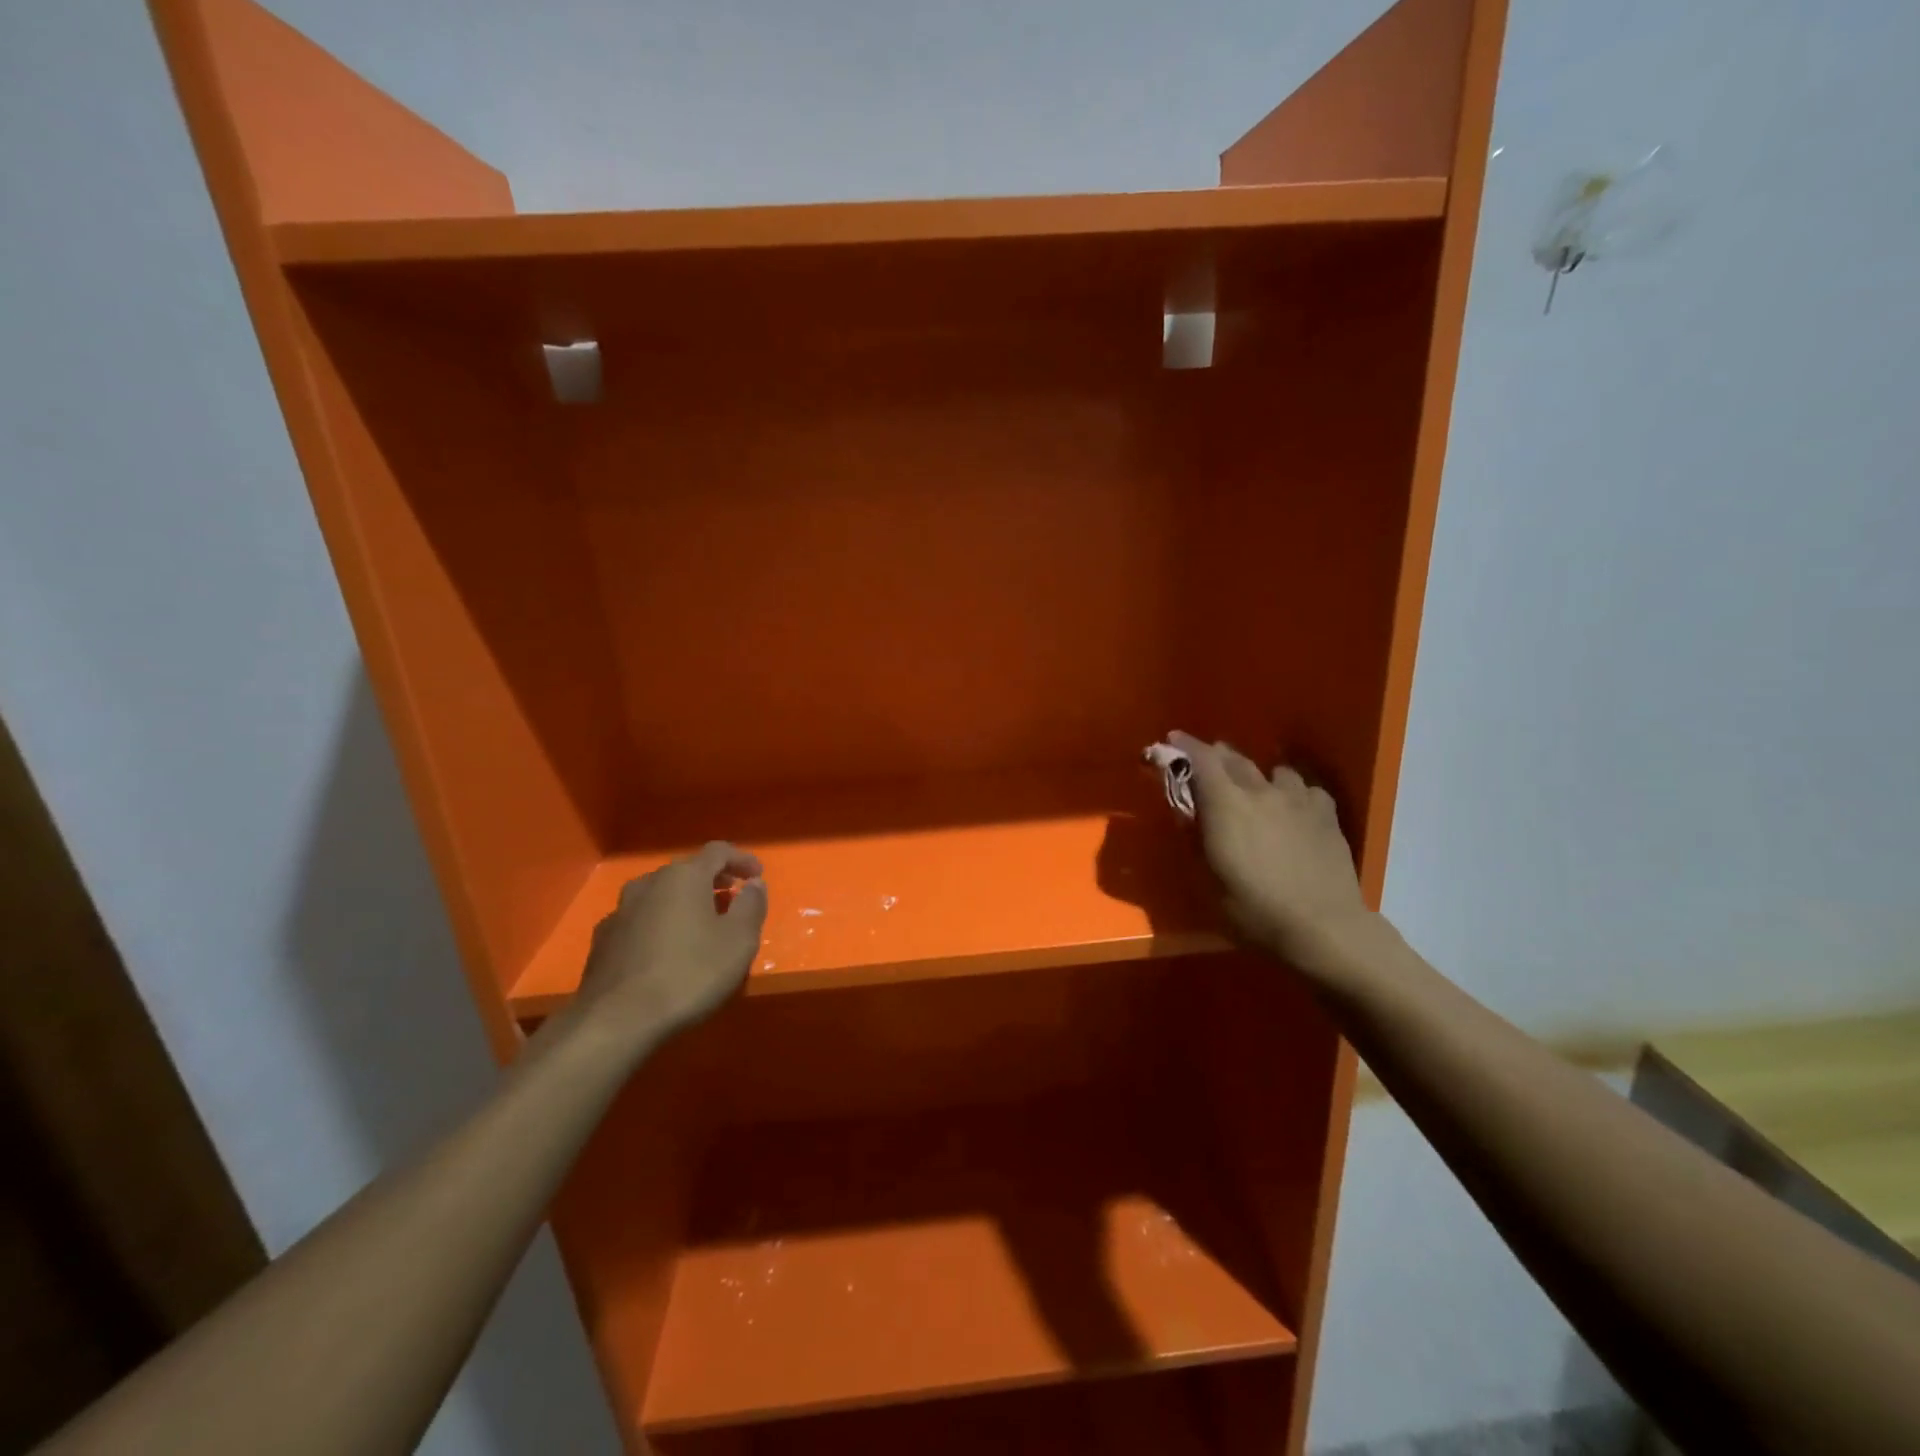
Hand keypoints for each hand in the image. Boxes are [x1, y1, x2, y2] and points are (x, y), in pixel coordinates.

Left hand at [571, 842, 767, 1051]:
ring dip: (683, 902)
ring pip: (660, 894)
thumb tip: (754, 884)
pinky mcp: (603, 940)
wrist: (617, 1020)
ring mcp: (621, 910)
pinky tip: (665, 949)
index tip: (757, 875)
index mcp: (685, 876)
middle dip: (712, 880)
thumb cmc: (690, 973)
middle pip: (686, 870)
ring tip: (700, 924)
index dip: (741, 859)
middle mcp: (649, 883)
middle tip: (732, 897)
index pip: (718, 851)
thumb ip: (751, 905)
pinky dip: (659, 923)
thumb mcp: (739, 940)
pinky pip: (640, 919)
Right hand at [1169, 731, 1374, 972]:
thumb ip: (1195, 839)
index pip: (1201, 759)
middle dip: (1215, 756)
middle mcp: (1260, 791)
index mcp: (1226, 804)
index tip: (1170, 741)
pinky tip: (1292, 808)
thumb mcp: (1208, 880)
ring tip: (1254, 788)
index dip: (1183, 746)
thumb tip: (1187, 812)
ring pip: (1274, 771)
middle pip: (1234, 759)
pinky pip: (1305, 789)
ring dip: (1257, 775)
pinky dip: (1292, 793)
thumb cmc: (1254, 910)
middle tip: (1204, 763)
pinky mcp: (1326, 814)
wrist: (1323, 928)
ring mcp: (1298, 799)